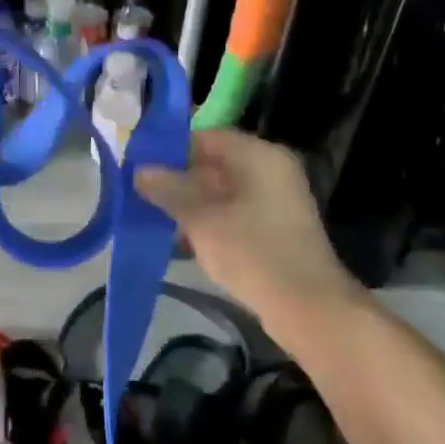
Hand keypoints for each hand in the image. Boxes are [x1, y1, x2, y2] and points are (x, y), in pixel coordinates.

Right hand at [135, 129, 363, 325]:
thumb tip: (140, 171)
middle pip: (214, 164)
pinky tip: (178, 238)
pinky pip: (232, 214)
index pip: (207, 137)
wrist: (305, 306)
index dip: (171, 148)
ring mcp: (274, 201)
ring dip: (189, 203)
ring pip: (221, 192)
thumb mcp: (201, 219)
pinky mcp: (272, 229)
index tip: (140, 165)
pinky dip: (206, 221)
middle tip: (139, 192)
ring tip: (151, 215)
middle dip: (177, 179)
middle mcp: (270, 171)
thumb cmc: (252, 251)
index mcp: (259, 156)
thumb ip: (168, 190)